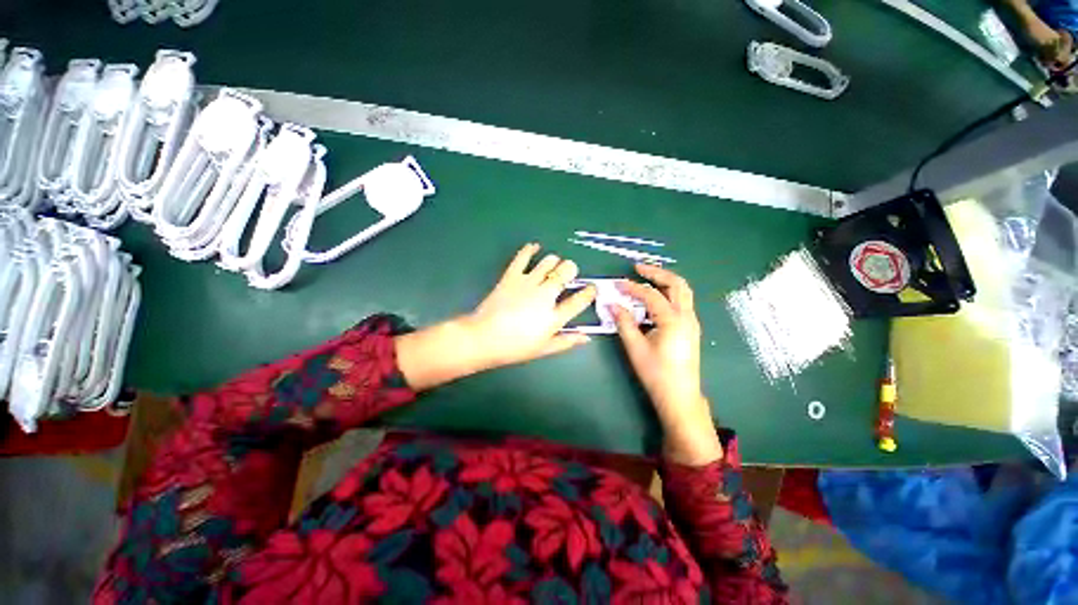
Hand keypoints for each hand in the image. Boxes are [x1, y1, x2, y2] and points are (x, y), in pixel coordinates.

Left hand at [463, 243, 596, 367]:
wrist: (483, 337)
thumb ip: (566, 341)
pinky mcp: (512, 276)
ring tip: (553, 265)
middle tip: (569, 273)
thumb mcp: (544, 349)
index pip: (579, 300)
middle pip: (566, 272)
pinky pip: (523, 257)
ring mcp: (528, 283)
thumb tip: (586, 338)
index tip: (592, 289)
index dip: (589, 292)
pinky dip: (530, 249)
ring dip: (554, 261)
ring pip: (549, 261)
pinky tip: (534, 247)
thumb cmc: (515, 347)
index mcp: (554, 316)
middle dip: (571, 269)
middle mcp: (545, 295)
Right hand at [611, 264, 721, 465]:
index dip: (632, 287)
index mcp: (673, 321)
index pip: (651, 295)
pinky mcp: (690, 328)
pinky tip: (653, 299)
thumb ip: (624, 323)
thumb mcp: (635, 348)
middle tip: (637, 268)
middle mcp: (686, 316)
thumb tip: (612, 304)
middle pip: (676, 284)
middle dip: (656, 273)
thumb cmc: (656, 374)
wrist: (680, 397)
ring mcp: (691, 322)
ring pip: (682, 291)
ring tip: (645, 278)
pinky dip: (667, 293)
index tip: (617, 283)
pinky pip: (681, 302)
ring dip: (664, 281)